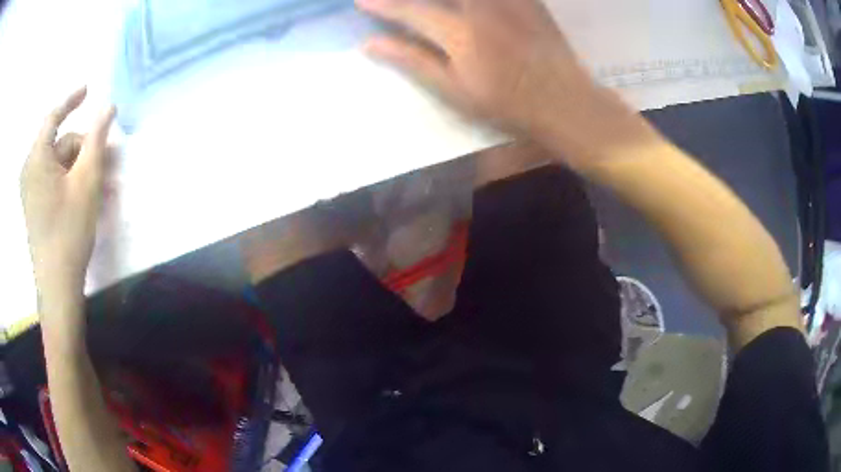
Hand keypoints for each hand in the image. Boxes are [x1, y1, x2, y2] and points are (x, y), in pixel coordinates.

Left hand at [20, 87, 115, 293]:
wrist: (57, 286)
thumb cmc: (69, 230)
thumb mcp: (87, 180)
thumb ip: (97, 138)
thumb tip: (108, 106)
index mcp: (37, 158)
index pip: (54, 116)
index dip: (72, 100)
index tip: (88, 90)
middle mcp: (30, 170)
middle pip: (60, 145)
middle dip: (85, 148)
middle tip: (109, 158)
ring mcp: (31, 191)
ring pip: (59, 166)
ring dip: (82, 169)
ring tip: (106, 183)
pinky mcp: (35, 207)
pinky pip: (54, 182)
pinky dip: (71, 182)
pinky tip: (89, 195)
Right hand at [357, 0, 590, 129]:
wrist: (565, 101)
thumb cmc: (507, 104)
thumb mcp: (454, 90)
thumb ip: (412, 61)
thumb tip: (370, 45)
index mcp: (461, 35)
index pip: (411, 11)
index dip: (383, 5)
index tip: (361, 2)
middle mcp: (482, 8)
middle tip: (397, 2)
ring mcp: (507, 0)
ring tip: (434, 7)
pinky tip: (469, 8)